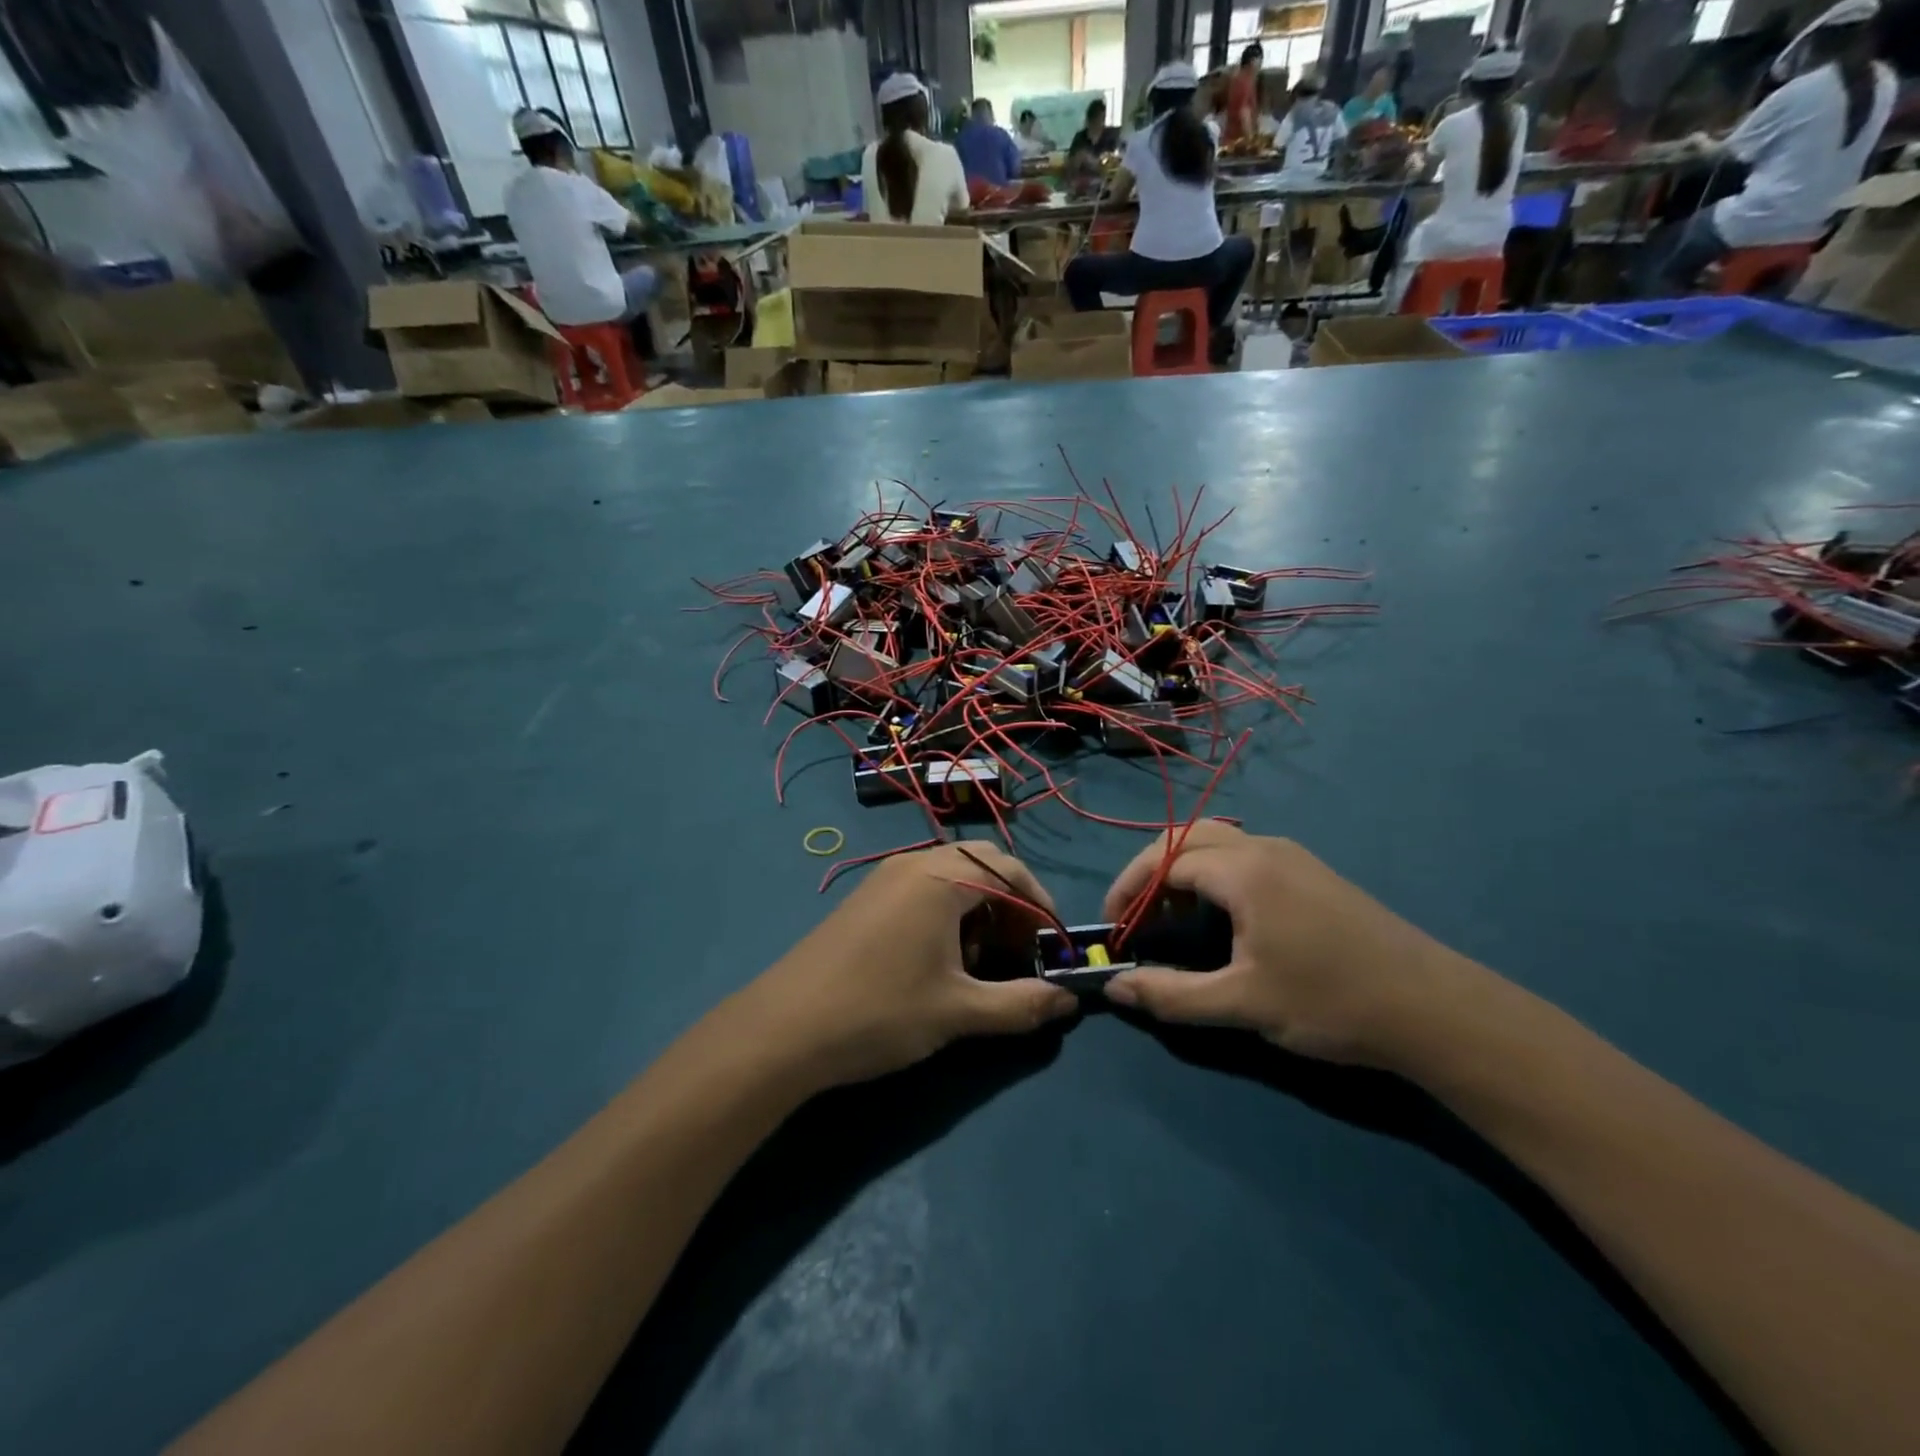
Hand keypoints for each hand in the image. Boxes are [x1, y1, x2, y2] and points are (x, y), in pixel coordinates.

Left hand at [735, 844, 1077, 1089]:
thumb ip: (1022, 1004)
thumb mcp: (959, 1012)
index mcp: (942, 877)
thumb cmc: (881, 1012)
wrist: (783, 1029)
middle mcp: (914, 864)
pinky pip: (922, 890)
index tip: (1052, 949)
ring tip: (980, 964)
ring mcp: (884, 878)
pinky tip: (939, 963)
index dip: (1040, 908)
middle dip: (1010, 906)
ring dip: (978, 911)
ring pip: (950, 879)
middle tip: (1019, 953)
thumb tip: (1069, 1001)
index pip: (1011, 872)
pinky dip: (946, 914)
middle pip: (982, 867)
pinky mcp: (866, 899)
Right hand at [1100, 822, 1489, 1068]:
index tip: (1113, 927)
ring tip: (1174, 917)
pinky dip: (1214, 873)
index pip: (1164, 859)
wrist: (1434, 1008)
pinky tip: (1223, 916)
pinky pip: (1245, 854)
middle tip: (1138, 915)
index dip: (1129, 890)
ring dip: (1184, 869)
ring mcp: (1294, 857)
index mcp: (1243, 870)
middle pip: (1186, 837)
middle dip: (1151, 871)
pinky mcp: (1313, 873)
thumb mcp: (1242, 1004)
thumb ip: (1171, 994)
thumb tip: (1114, 987)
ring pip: (1218, 841)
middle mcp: (1265, 848)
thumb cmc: (1330, 1002)